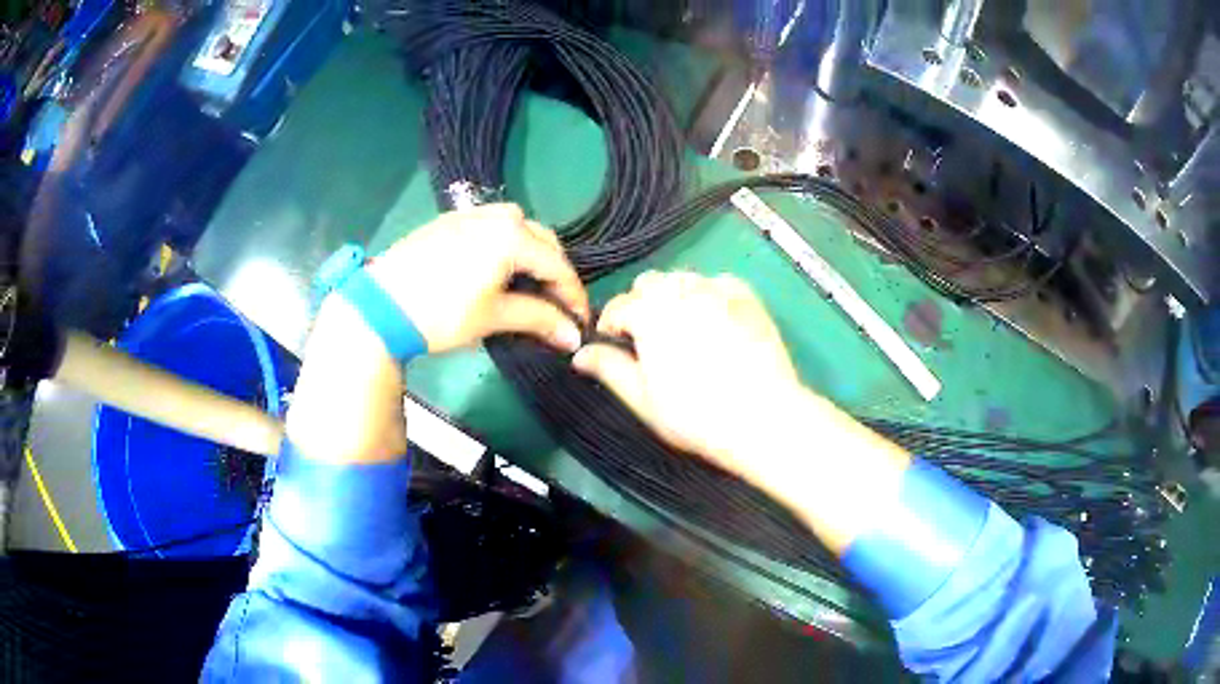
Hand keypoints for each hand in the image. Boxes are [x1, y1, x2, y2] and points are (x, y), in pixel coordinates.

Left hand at [367, 204, 587, 353]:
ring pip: (516, 227)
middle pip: (541, 239)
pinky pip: (490, 225)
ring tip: (527, 282)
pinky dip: (504, 244)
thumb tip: (574, 336)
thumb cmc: (441, 313)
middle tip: (556, 304)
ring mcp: (469, 215)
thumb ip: (539, 320)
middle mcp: (496, 216)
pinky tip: (494, 267)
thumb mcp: (493, 317)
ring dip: (530, 252)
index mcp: (512, 236)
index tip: (581, 323)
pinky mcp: (448, 221)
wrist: (380, 305)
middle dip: (553, 271)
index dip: (574, 296)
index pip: (557, 265)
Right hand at [572, 271, 804, 474]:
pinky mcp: (748, 299)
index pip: (617, 306)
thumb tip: (580, 353)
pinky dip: (710, 294)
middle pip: (649, 284)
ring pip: (683, 279)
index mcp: (649, 312)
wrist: (762, 418)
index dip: (611, 327)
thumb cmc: (695, 415)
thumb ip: (609, 368)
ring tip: (683, 330)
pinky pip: (719, 283)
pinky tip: (715, 319)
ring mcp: (718, 291)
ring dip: (674, 297)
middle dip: (641, 306)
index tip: (616, 349)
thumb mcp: (642, 398)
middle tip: (650, 342)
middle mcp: (681, 291)